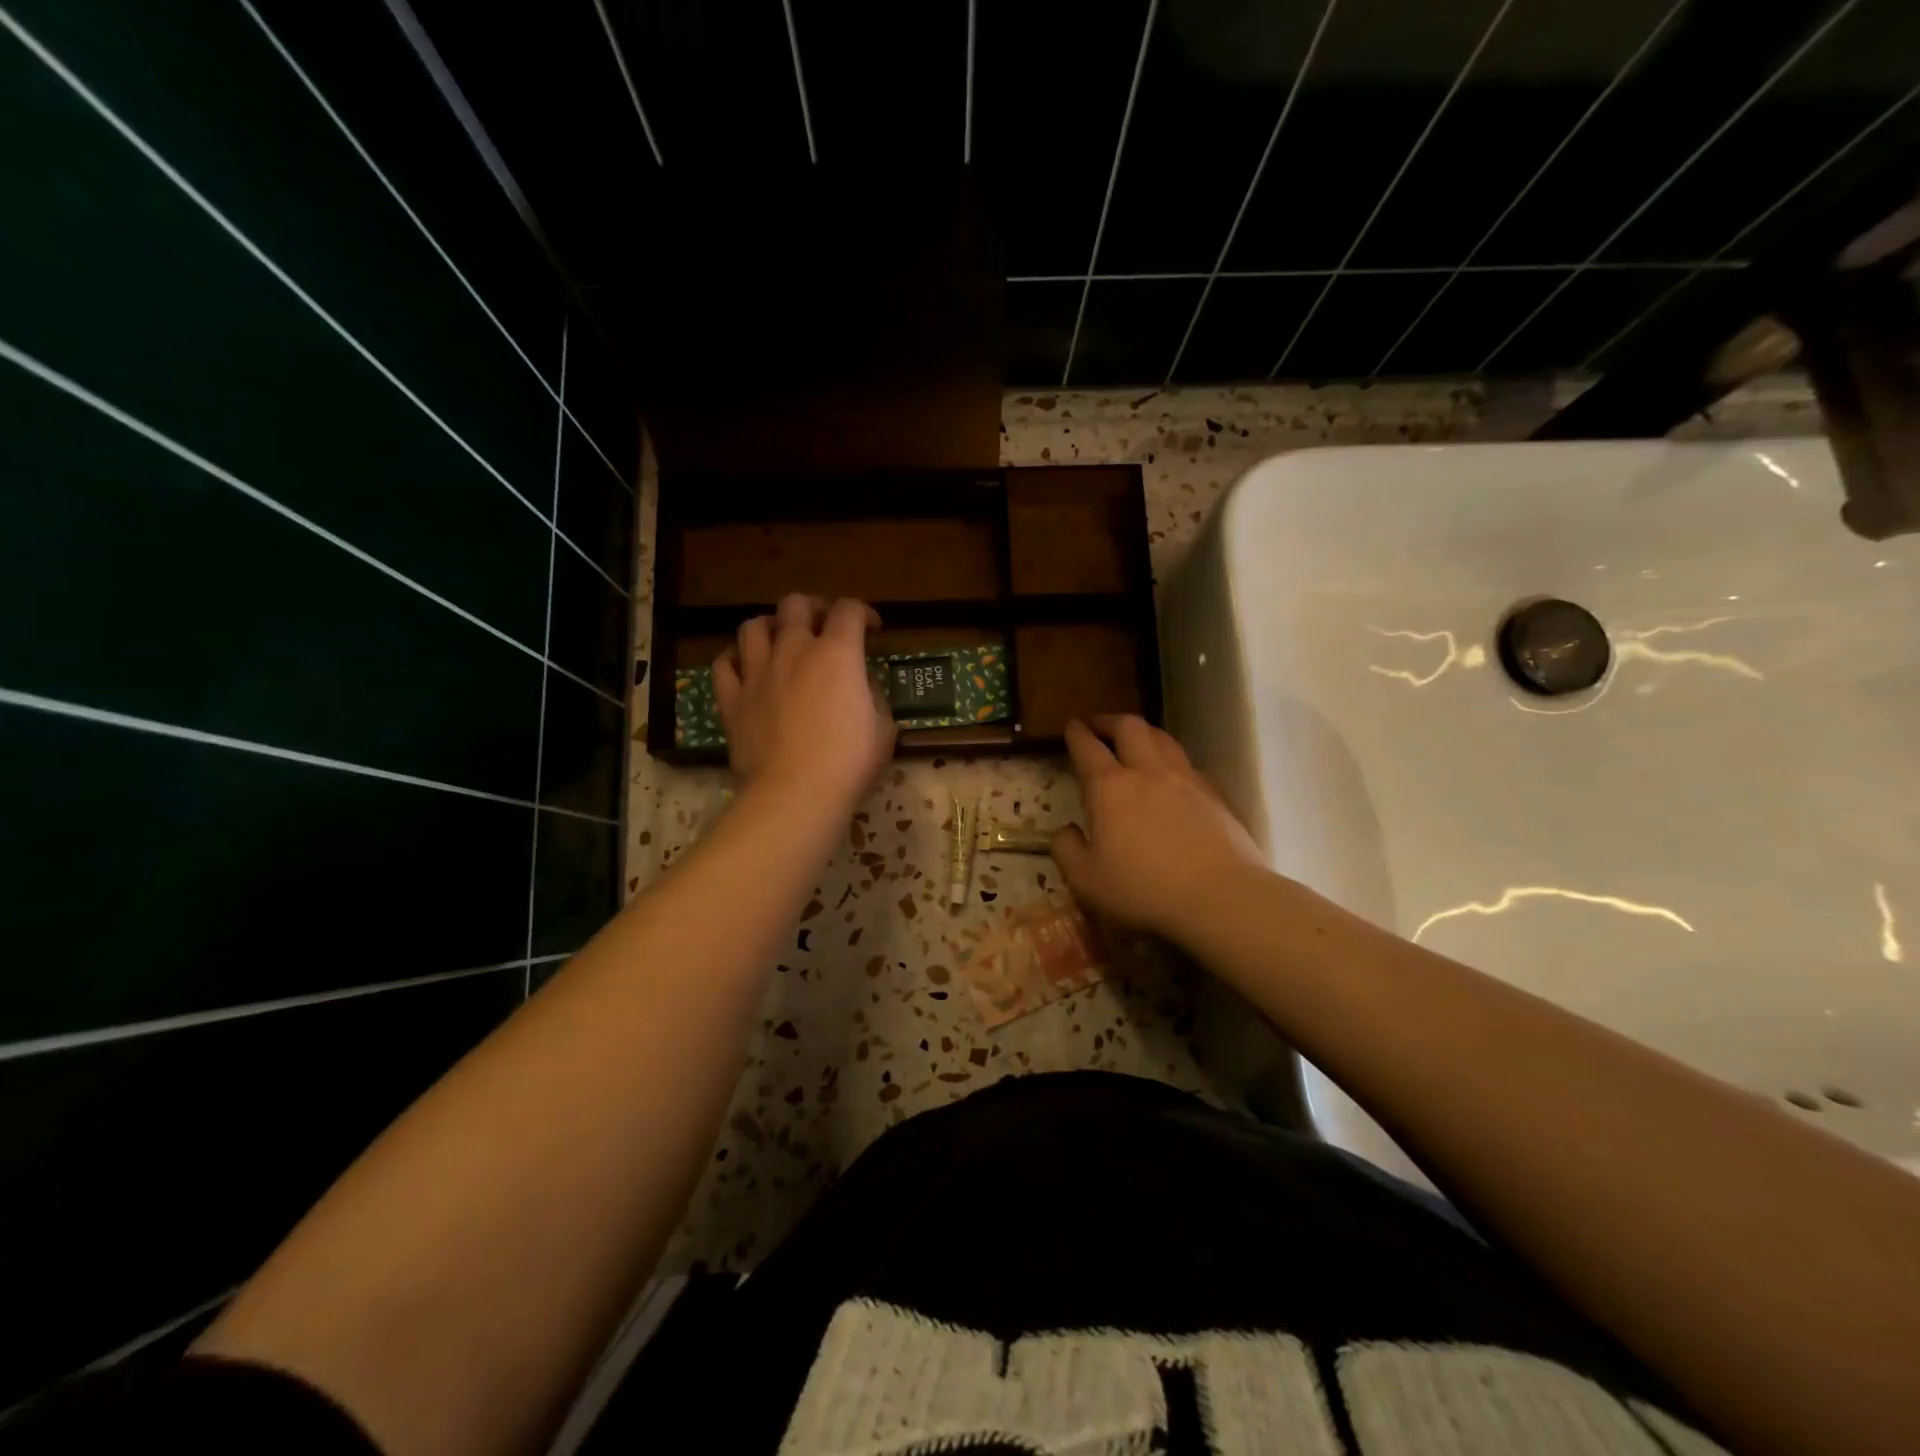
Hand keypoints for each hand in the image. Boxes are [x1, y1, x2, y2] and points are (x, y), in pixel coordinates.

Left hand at [712, 594, 896, 811]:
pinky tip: (745, 669)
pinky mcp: (732, 701)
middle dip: (813, 608)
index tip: (873, 629)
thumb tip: (861, 684)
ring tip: (779, 640)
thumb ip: (872, 695)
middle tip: (824, 626)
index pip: (849, 610)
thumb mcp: (883, 729)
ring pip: (752, 626)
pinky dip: (734, 660)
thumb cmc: (849, 763)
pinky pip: (723, 665)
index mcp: (837, 654)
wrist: (795, 795)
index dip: (864, 612)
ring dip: (770, 626)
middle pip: (795, 605)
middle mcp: (794, 651)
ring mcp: (757, 674)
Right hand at [1051, 715, 1265, 944]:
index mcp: (1110, 788)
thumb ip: (1066, 850)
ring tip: (1136, 739)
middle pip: (1130, 728)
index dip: (1077, 734)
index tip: (1072, 726)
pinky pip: (1187, 763)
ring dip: (1144, 732)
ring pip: (1163, 739)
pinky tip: (1171, 775)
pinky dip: (1171, 759)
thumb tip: (1066, 831)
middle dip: (1111, 721)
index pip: (1088, 748)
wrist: (1221, 897)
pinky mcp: (1215, 795)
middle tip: (1100, 726)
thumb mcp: (1086, 880)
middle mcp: (1148, 772)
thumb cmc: (1144, 890)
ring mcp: (1186, 779)